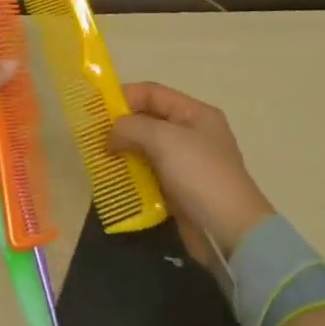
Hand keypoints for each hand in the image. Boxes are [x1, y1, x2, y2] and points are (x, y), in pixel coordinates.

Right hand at [109, 82, 273, 256]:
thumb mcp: (164, 140)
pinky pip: (150, 172)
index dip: (124, 96)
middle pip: (149, 119)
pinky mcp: (180, 188)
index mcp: (195, 113)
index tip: (96, 110)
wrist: (230, 232)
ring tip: (100, 158)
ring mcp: (187, 162)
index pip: (153, 93)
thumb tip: (110, 133)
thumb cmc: (199, 174)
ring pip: (147, 147)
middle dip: (121, 125)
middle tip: (93, 137)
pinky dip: (133, 173)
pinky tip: (115, 179)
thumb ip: (132, 127)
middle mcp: (192, 132)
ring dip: (124, 150)